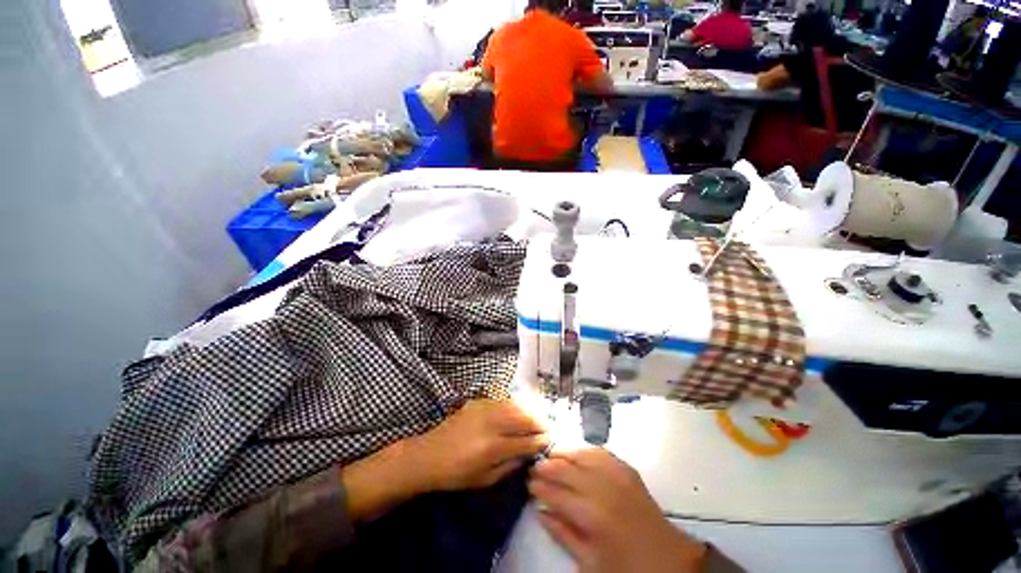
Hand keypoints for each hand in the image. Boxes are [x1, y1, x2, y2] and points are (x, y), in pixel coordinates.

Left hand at [409, 399, 549, 491]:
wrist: (429, 454)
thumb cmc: (457, 474)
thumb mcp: (485, 480)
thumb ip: (510, 466)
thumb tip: (528, 454)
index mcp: (492, 448)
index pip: (525, 441)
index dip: (540, 441)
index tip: (551, 441)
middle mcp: (491, 424)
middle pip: (523, 418)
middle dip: (539, 422)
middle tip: (550, 427)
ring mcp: (484, 409)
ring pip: (515, 406)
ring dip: (530, 411)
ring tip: (539, 417)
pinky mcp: (478, 401)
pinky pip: (503, 401)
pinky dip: (515, 405)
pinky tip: (521, 409)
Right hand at [528, 448, 706, 572]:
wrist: (668, 561)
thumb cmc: (626, 567)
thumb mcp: (589, 562)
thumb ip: (562, 533)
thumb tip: (541, 510)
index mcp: (591, 515)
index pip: (555, 492)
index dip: (539, 485)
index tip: (528, 482)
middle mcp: (601, 487)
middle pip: (565, 468)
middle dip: (546, 466)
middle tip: (534, 468)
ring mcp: (616, 474)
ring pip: (580, 454)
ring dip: (562, 454)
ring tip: (550, 456)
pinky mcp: (627, 469)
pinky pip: (600, 452)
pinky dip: (584, 450)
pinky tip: (576, 453)